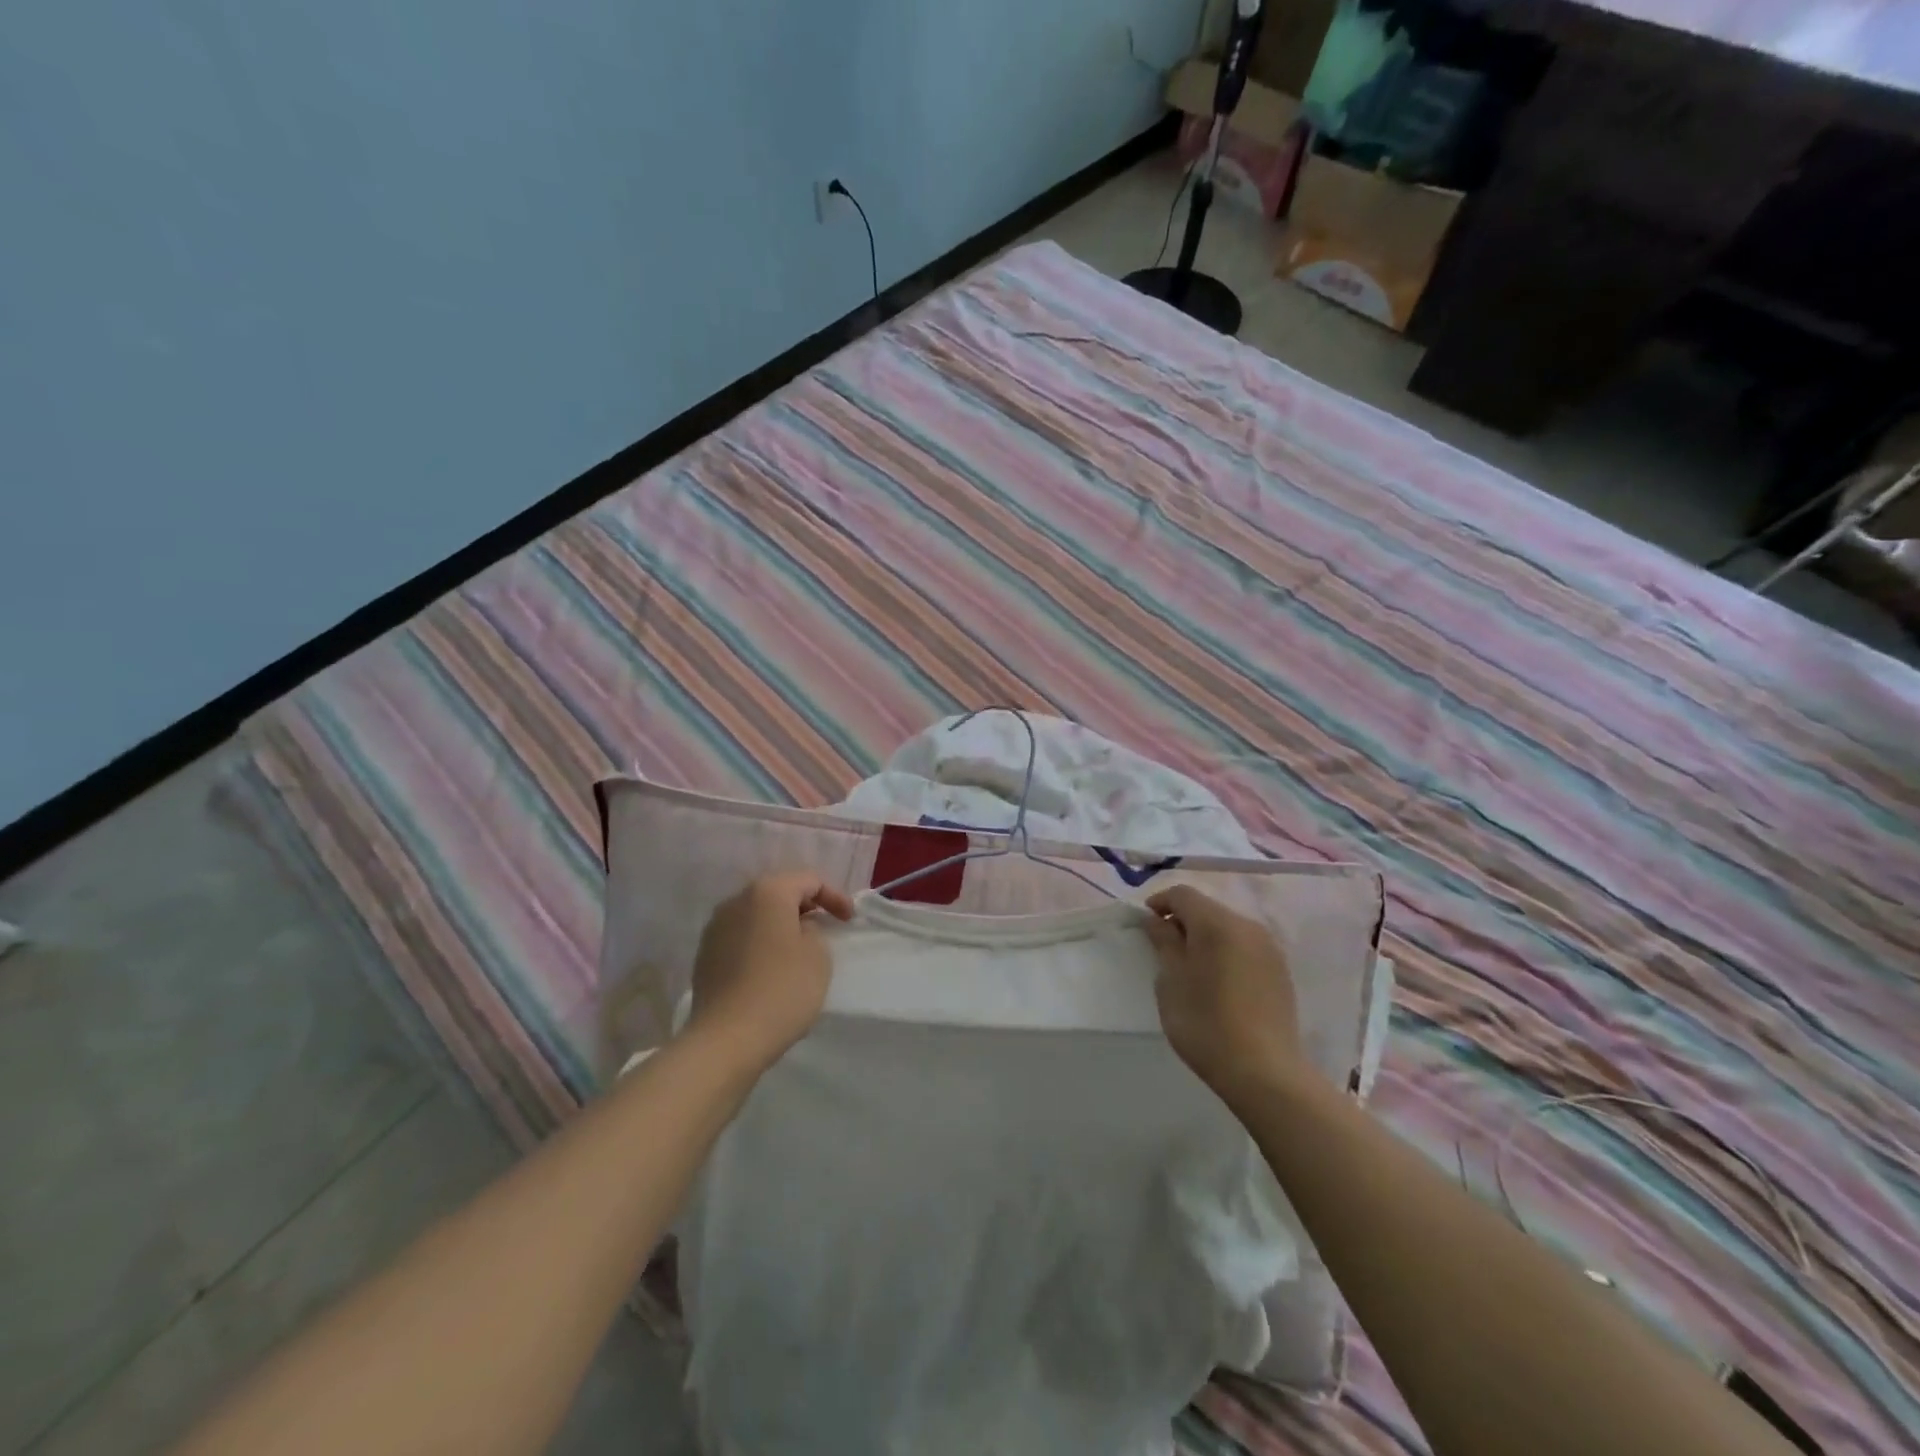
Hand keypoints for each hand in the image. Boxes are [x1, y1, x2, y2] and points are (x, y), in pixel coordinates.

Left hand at [687, 874, 854, 1070]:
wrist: (727, 1039)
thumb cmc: (782, 990)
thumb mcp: (818, 956)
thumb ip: (814, 931)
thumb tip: (797, 930)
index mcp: (768, 892)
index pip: (808, 880)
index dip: (834, 897)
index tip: (849, 921)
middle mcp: (736, 901)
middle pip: (778, 892)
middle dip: (805, 906)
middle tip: (825, 927)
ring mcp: (715, 928)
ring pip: (756, 915)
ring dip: (779, 925)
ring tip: (798, 948)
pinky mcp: (704, 955)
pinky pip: (741, 937)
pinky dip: (760, 943)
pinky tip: (771, 967)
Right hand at [1145, 885, 1305, 1104]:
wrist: (1264, 1072)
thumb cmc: (1205, 1023)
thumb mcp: (1171, 982)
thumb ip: (1164, 943)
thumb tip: (1157, 921)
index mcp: (1217, 923)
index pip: (1183, 894)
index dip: (1160, 903)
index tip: (1145, 925)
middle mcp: (1247, 926)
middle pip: (1207, 908)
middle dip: (1183, 920)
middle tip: (1164, 948)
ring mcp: (1269, 948)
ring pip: (1228, 927)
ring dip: (1205, 937)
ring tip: (1190, 967)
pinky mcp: (1280, 971)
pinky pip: (1245, 947)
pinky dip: (1226, 952)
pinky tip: (1218, 981)